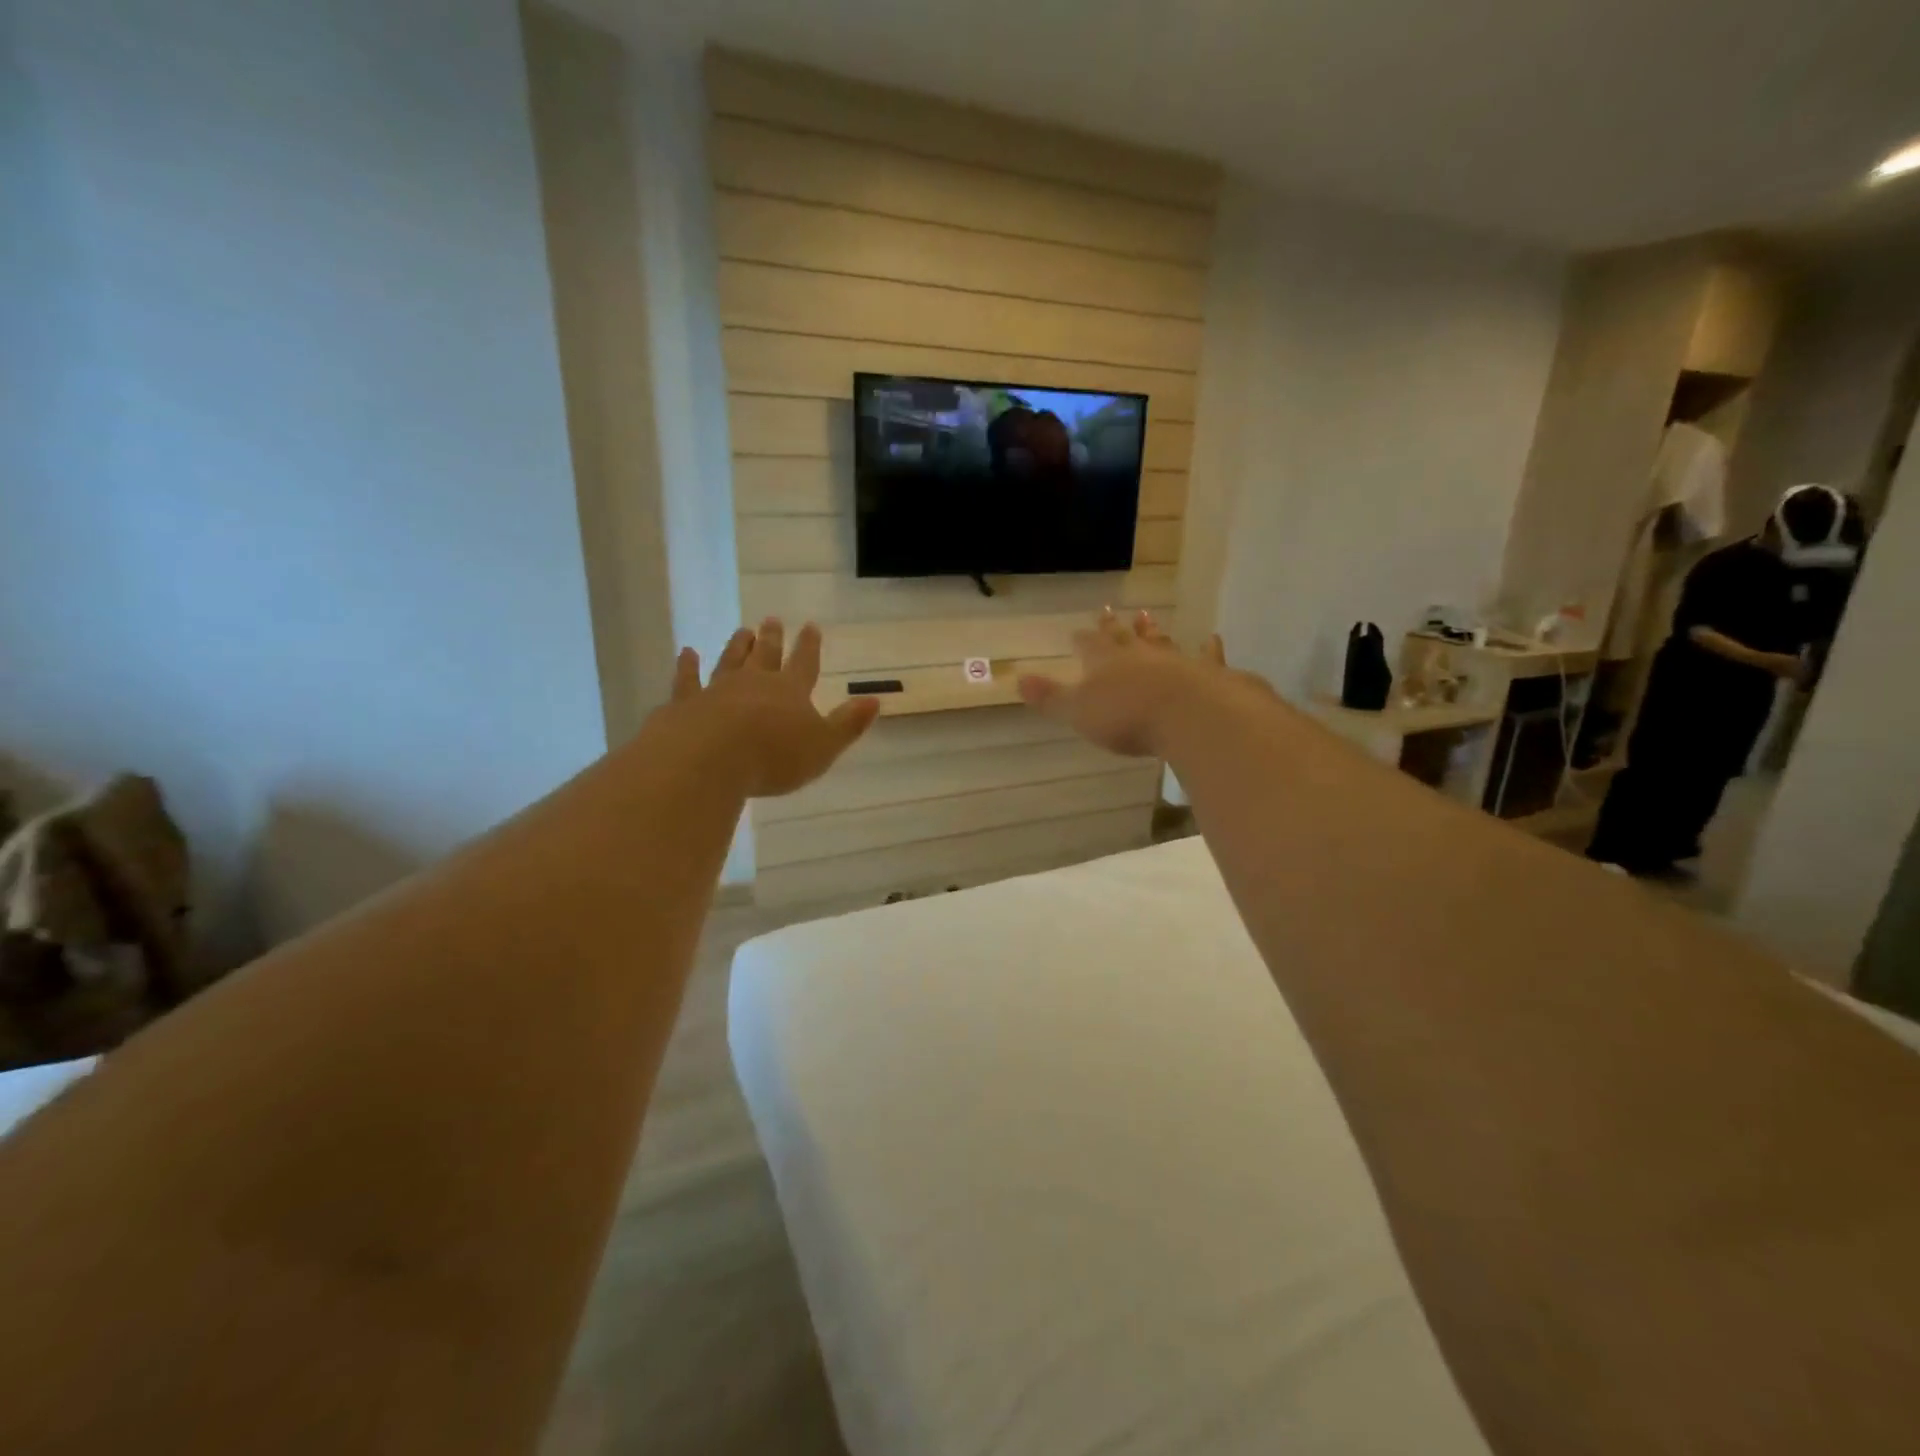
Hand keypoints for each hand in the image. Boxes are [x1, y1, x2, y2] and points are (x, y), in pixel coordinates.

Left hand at [670, 619, 879, 797]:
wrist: (709, 759)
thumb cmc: (773, 757)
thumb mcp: (823, 746)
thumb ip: (847, 724)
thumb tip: (875, 700)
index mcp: (790, 691)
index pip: (804, 663)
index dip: (809, 646)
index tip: (811, 626)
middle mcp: (754, 682)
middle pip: (765, 655)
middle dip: (772, 637)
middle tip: (772, 620)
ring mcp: (718, 689)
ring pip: (730, 660)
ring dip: (737, 645)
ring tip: (742, 630)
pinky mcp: (686, 703)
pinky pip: (687, 679)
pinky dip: (687, 666)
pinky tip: (687, 653)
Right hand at [1017, 609, 1258, 757]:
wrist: (1188, 714)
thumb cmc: (1126, 716)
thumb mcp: (1078, 711)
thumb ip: (1051, 697)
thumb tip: (1017, 680)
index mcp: (1105, 663)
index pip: (1089, 646)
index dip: (1082, 639)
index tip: (1076, 631)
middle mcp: (1139, 655)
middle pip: (1123, 637)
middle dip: (1113, 626)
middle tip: (1108, 609)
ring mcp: (1175, 661)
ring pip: (1160, 641)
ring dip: (1152, 631)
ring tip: (1147, 616)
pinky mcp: (1207, 673)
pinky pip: (1206, 656)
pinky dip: (1208, 649)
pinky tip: (1212, 639)